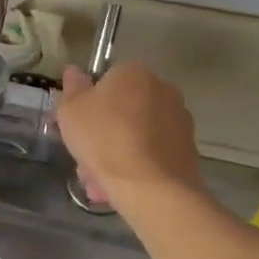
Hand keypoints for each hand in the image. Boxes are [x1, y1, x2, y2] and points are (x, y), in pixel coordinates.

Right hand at [58, 63, 205, 205]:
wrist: (151, 187)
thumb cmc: (104, 139)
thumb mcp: (70, 111)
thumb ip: (72, 88)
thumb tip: (75, 71)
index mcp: (133, 73)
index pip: (106, 79)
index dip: (88, 103)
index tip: (76, 125)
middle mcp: (162, 89)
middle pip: (122, 109)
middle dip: (102, 132)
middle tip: (84, 156)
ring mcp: (179, 120)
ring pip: (136, 134)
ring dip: (117, 152)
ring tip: (99, 181)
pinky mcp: (188, 149)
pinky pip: (152, 153)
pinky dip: (137, 165)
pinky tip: (119, 187)